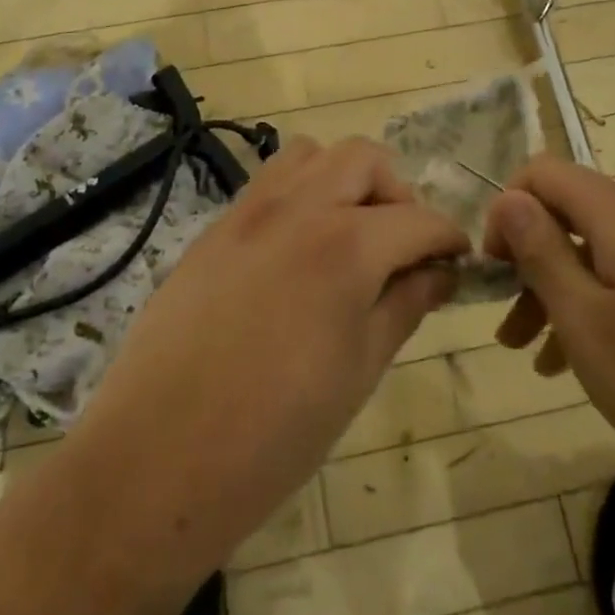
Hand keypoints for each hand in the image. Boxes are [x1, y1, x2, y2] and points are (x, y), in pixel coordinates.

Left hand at [64, 135, 466, 574]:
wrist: (156, 460)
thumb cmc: (275, 433)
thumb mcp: (359, 371)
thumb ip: (405, 304)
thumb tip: (440, 272)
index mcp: (345, 245)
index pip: (418, 219)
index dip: (448, 238)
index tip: (458, 262)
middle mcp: (298, 207)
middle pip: (363, 159)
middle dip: (397, 193)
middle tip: (401, 247)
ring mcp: (249, 211)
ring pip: (310, 155)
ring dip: (342, 180)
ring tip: (348, 237)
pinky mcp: (215, 228)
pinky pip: (269, 183)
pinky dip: (299, 194)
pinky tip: (298, 252)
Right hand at [483, 155, 614, 508]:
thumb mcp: (589, 325)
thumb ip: (542, 254)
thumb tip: (508, 200)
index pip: (545, 172)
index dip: (508, 210)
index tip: (497, 271)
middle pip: (575, 213)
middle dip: (532, 261)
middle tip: (509, 326)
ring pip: (605, 250)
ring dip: (564, 290)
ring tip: (537, 356)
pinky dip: (606, 304)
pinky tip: (590, 362)